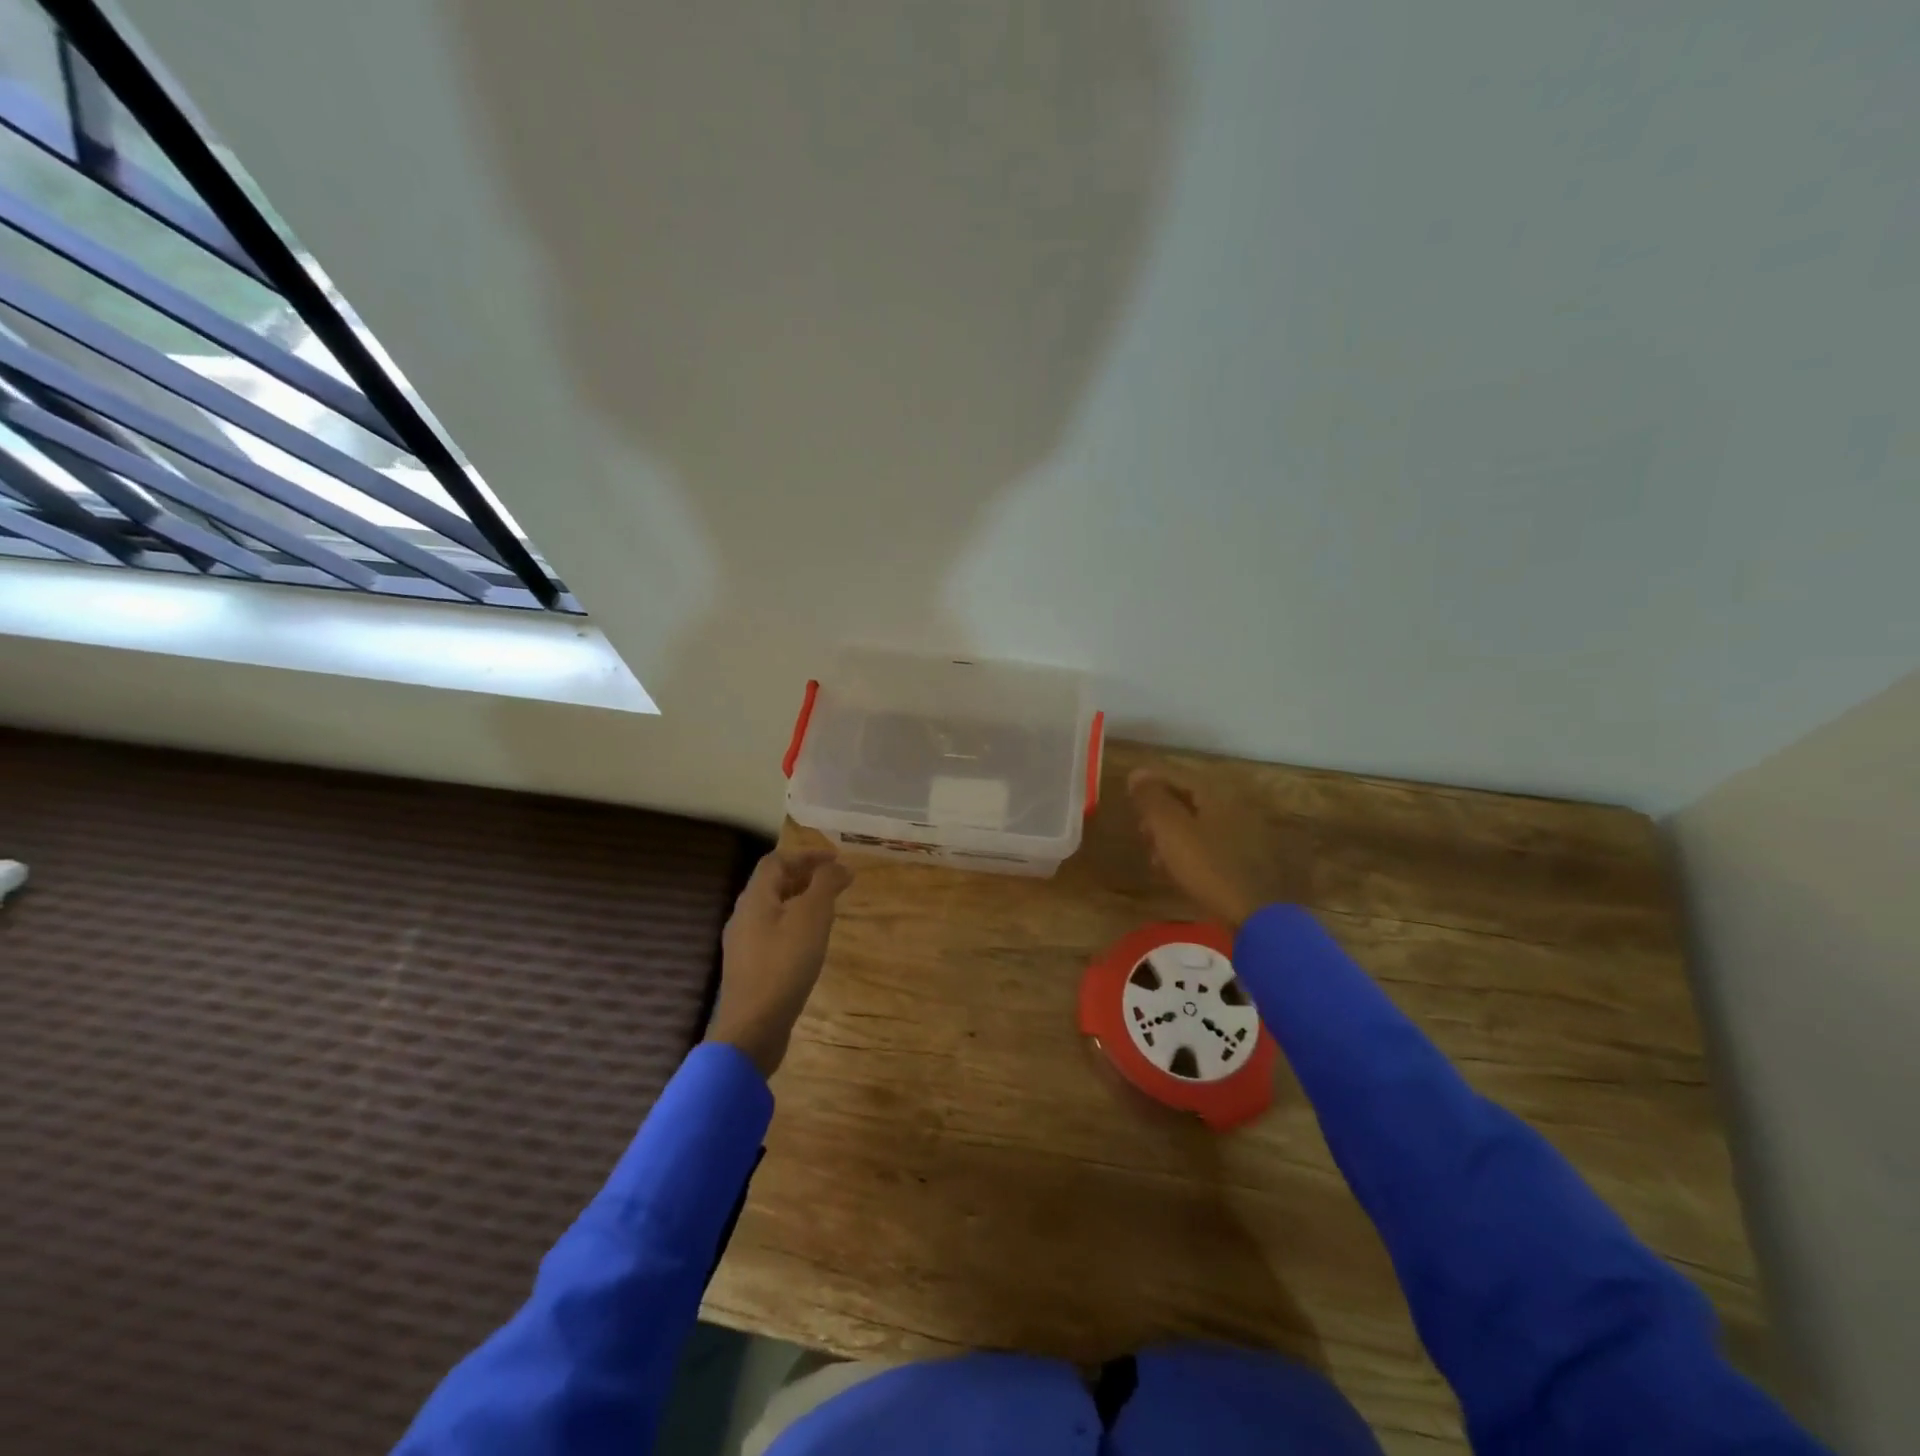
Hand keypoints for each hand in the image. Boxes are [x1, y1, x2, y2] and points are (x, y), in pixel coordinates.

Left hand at [707, 848, 853, 1077]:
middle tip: (835, 881)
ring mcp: (743, 945)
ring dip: (800, 901)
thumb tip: (839, 866)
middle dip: (804, 876)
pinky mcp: (749, 969)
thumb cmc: (784, 965)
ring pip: (773, 910)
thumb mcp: (812, 918)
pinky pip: (773, 933)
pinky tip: (811, 943)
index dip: (806, 855)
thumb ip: (825, 885)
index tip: (836, 860)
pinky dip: (794, 925)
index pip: (776, 861)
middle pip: (772, 884)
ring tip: (828, 909)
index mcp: (754, 899)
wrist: (752, 1028)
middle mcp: (743, 916)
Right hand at [1129, 765, 1268, 928]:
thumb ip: (1151, 798)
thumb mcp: (1170, 829)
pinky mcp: (1248, 859)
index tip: (1128, 796)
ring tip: (1154, 855)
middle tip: (1140, 829)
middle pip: (1189, 799)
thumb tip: (1136, 773)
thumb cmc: (1207, 866)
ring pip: (1198, 823)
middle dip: (1160, 812)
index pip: (1177, 776)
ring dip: (1172, 834)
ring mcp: (1245, 833)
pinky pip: (1210, 844)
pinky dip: (1189, 850)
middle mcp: (1235, 806)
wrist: (1255, 914)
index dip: (1149, 784)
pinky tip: (1176, 869)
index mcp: (1218, 793)